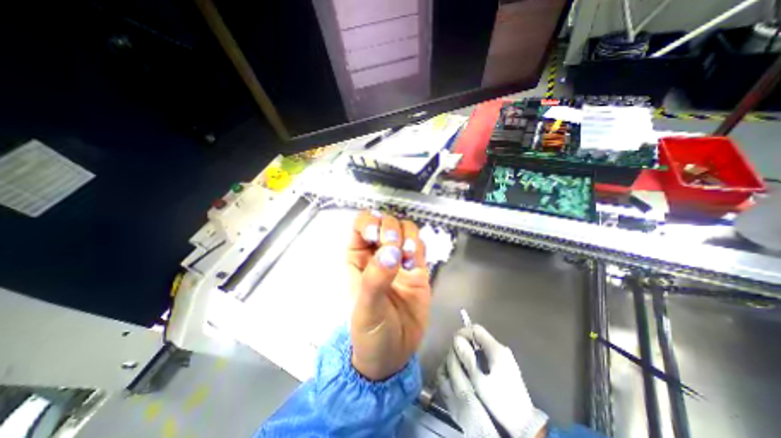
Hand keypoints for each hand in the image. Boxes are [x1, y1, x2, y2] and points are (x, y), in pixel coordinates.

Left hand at [350, 211, 429, 379]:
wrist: (393, 355)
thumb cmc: (369, 333)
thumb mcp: (365, 308)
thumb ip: (376, 279)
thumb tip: (391, 251)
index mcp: (357, 257)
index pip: (361, 225)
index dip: (370, 222)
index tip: (377, 235)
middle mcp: (378, 253)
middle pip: (386, 222)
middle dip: (391, 228)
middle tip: (396, 247)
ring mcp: (399, 259)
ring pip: (405, 230)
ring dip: (408, 236)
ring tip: (408, 257)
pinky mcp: (417, 269)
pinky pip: (420, 246)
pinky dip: (419, 247)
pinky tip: (415, 261)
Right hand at [438, 325, 548, 437]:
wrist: (525, 426)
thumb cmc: (500, 402)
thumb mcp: (479, 381)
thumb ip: (467, 358)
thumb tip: (456, 339)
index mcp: (497, 349)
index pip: (476, 329)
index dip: (463, 332)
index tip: (453, 343)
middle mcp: (501, 349)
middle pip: (479, 336)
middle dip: (466, 341)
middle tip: (455, 352)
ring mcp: (505, 357)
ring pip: (482, 345)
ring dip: (471, 349)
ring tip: (461, 360)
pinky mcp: (505, 366)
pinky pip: (487, 353)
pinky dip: (477, 356)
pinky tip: (472, 368)